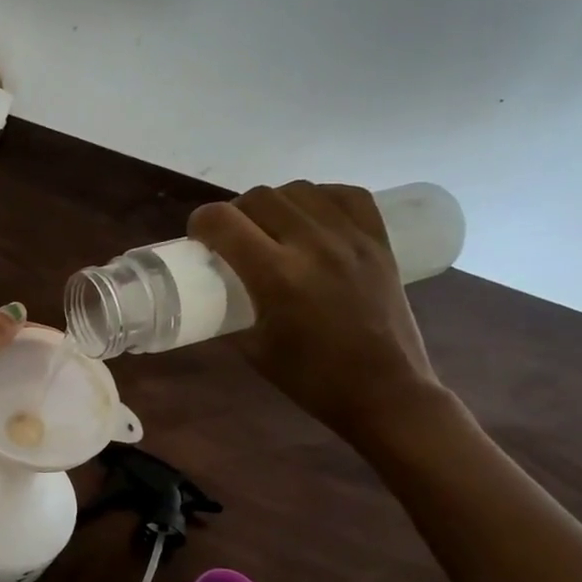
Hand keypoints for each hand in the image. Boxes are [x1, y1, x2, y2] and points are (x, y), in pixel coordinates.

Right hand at [187, 183, 445, 443]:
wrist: (383, 390)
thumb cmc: (310, 378)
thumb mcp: (252, 347)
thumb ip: (231, 309)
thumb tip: (215, 288)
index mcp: (276, 276)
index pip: (223, 221)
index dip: (200, 223)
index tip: (198, 238)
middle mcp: (313, 245)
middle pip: (260, 197)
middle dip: (235, 212)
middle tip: (231, 236)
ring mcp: (351, 239)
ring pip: (300, 190)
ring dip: (275, 203)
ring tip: (272, 227)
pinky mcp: (378, 241)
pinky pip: (346, 195)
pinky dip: (320, 199)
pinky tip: (312, 218)